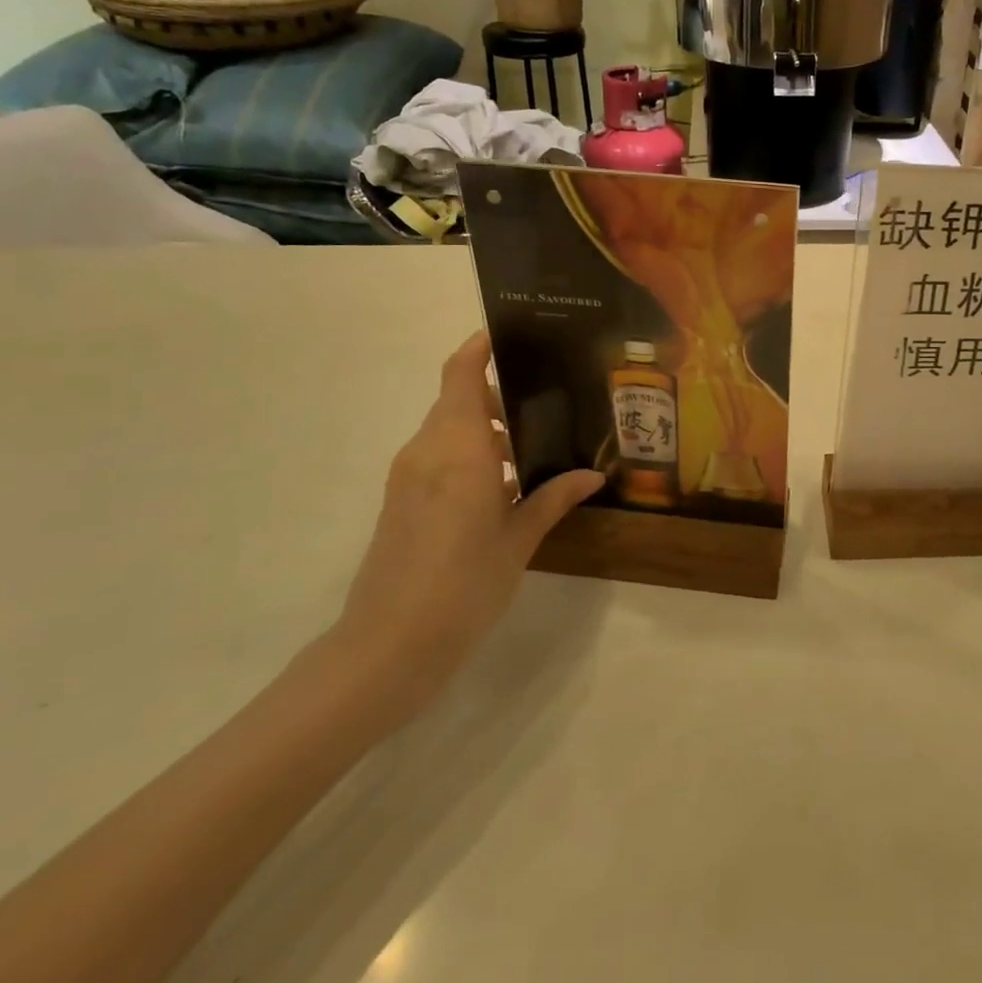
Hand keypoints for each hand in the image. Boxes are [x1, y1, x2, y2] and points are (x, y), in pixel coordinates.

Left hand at [332, 332, 602, 716]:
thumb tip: (593, 475)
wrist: (388, 646)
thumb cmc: (464, 584)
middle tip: (544, 407)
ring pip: (447, 429)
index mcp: (459, 449)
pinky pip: (436, 456)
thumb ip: (552, 498)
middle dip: (496, 397)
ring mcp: (407, 476)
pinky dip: (466, 454)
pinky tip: (499, 487)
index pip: (461, 376)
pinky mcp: (399, 500)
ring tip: (528, 451)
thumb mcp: (518, 540)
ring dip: (482, 430)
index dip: (478, 349)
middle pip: (457, 400)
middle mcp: (427, 451)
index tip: (507, 336)